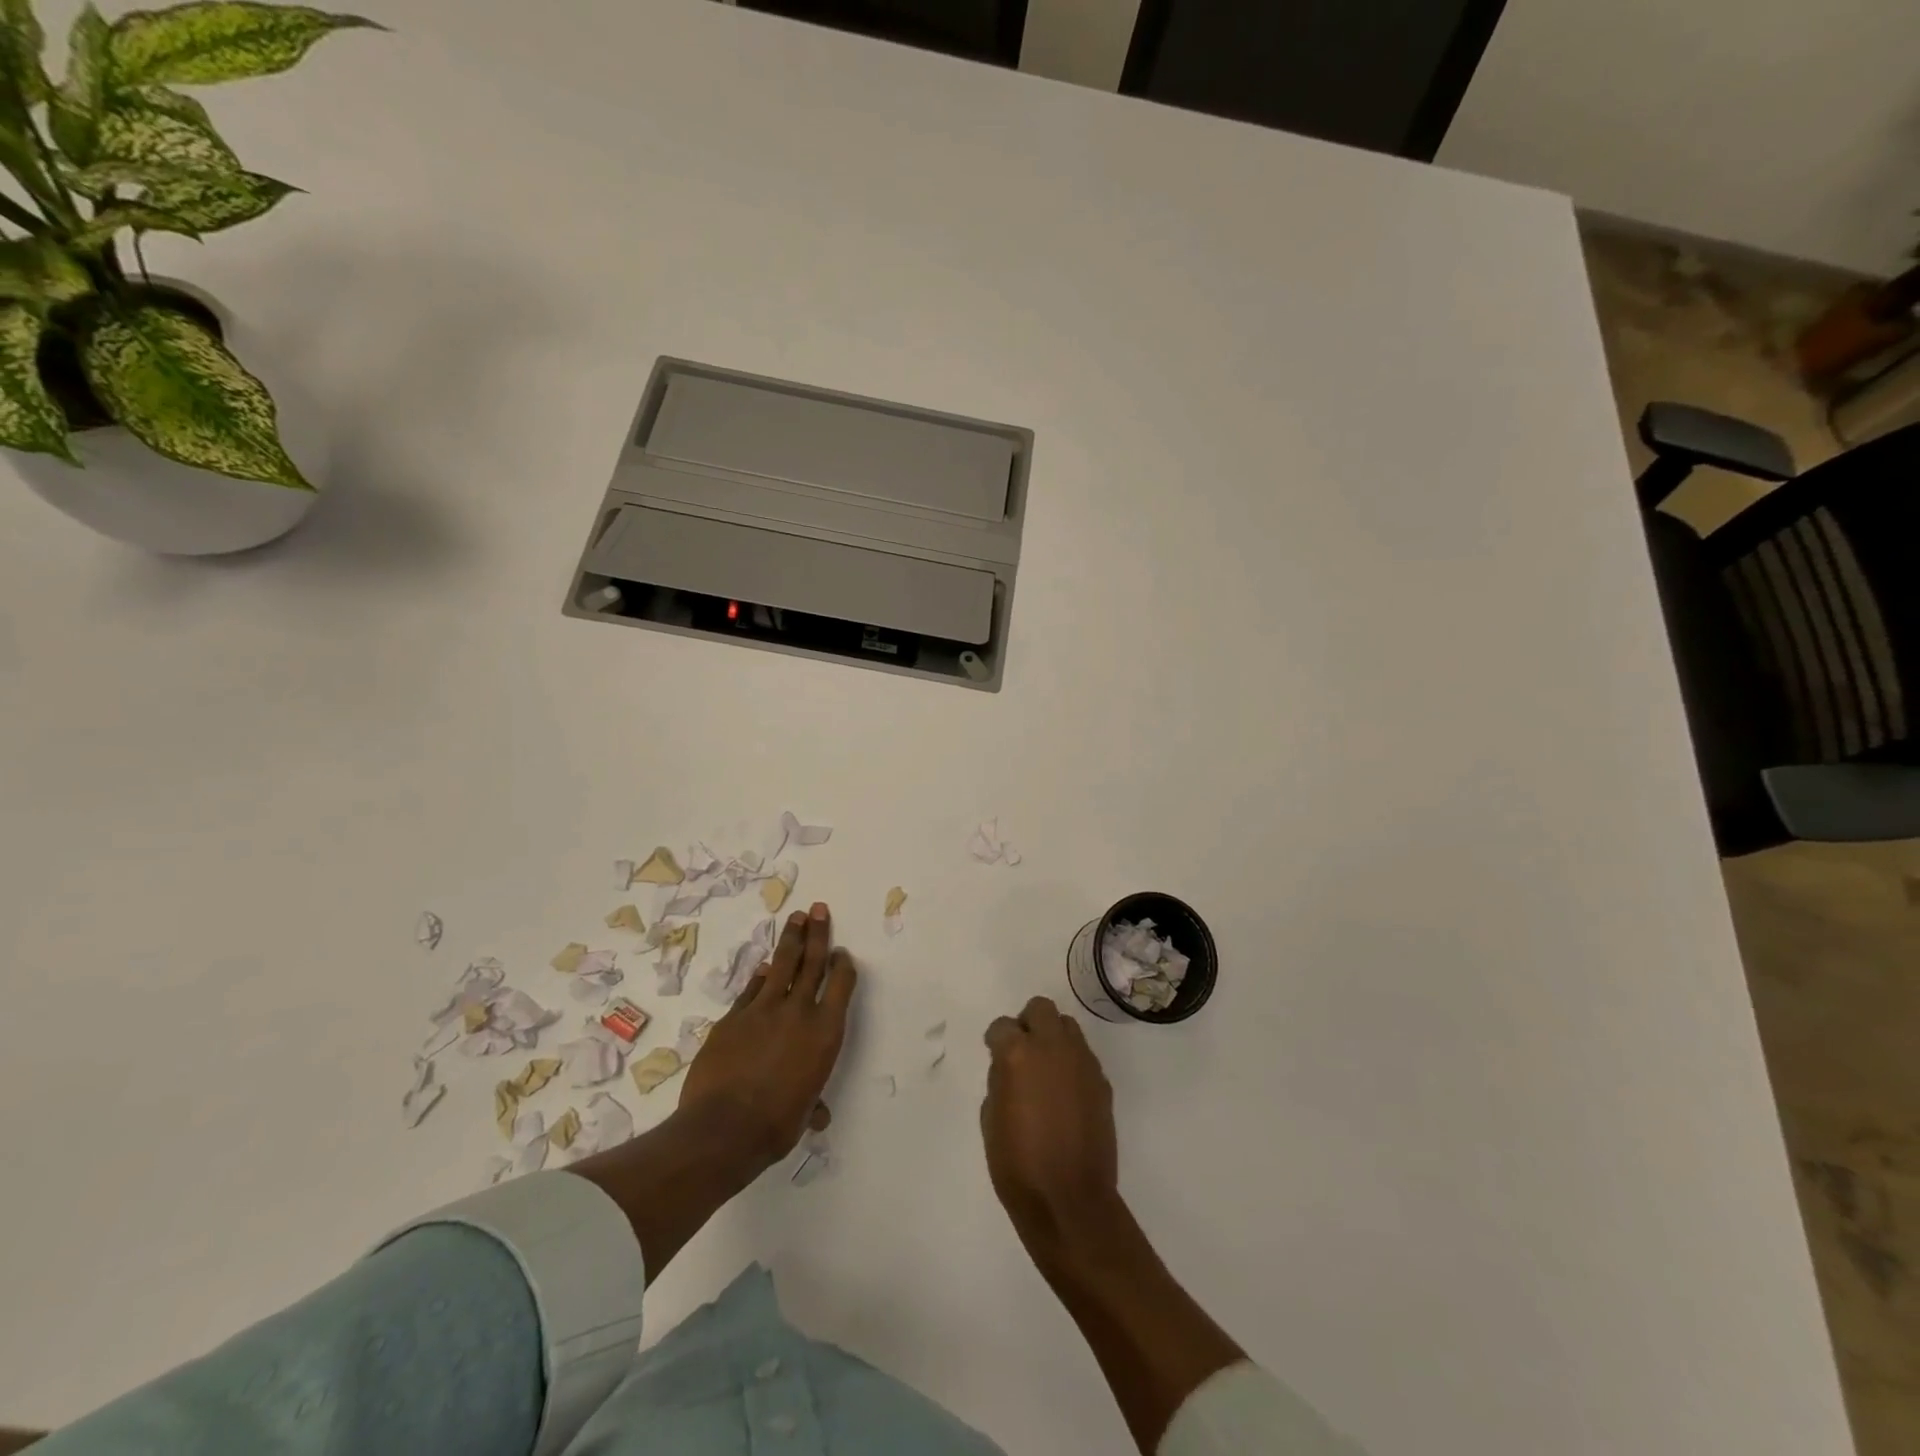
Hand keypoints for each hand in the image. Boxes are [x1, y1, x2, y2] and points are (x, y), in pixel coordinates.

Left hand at [680, 902, 856, 1169]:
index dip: (843, 965)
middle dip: (818, 933)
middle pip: (812, 962)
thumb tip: (816, 1116)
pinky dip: (759, 976)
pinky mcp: (733, 1016)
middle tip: (819, 909)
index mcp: (825, 1032)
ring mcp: (763, 1009)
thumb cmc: (776, 1125)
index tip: (842, 953)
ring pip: (781, 965)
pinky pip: (751, 989)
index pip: (840, 985)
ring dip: (790, 940)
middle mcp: (799, 1012)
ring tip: (796, 918)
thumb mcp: (804, 1113)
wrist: (724, 1127)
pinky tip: (762, 966)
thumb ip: (812, 1103)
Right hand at [982, 996, 1122, 1266]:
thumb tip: (1009, 1070)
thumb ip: (1000, 1081)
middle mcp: (1053, 1048)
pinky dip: (1072, 1064)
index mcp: (1019, 1054)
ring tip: (1046, 1070)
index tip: (994, 1054)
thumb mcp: (991, 1120)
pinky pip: (1084, 1056)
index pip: (1003, 1026)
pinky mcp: (1102, 1082)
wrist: (1070, 1201)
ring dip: (1053, 1039)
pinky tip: (1066, 1094)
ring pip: (1067, 1027)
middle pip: (1041, 1009)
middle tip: (1023, 1051)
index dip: (996, 1040)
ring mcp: (1082, 1063)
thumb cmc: (1018, 1165)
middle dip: (1028, 1023)